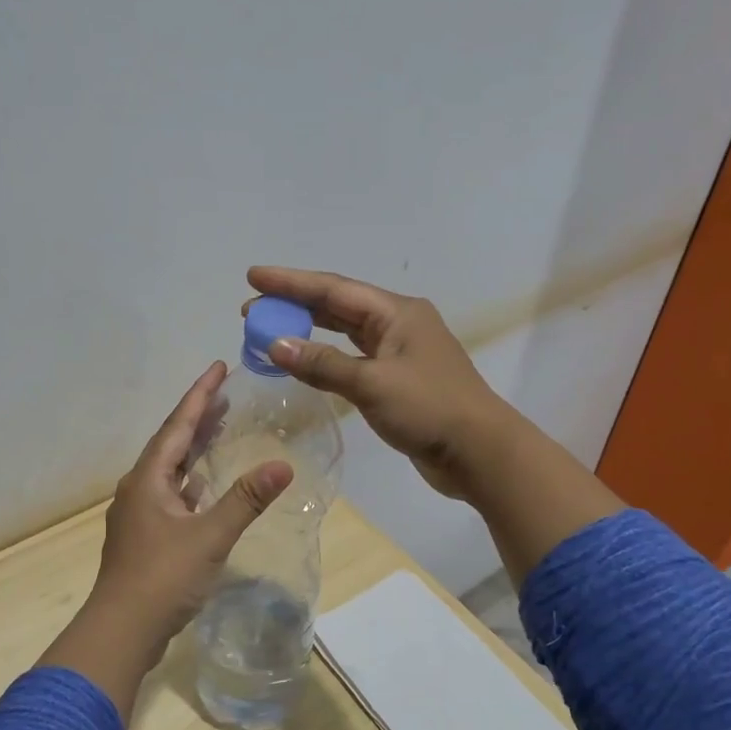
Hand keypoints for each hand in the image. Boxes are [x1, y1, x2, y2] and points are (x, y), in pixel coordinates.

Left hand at [91, 361, 291, 647]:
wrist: (122, 631)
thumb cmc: (162, 578)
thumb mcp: (209, 537)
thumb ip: (245, 499)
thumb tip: (282, 465)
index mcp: (149, 479)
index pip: (178, 425)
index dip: (200, 395)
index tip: (219, 366)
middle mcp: (140, 489)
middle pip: (172, 442)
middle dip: (198, 416)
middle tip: (225, 392)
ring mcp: (140, 514)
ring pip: (171, 469)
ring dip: (195, 447)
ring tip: (220, 428)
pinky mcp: (146, 536)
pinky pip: (173, 494)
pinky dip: (192, 481)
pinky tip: (205, 484)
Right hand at [246, 267, 512, 498]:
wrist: (479, 453)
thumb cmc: (428, 409)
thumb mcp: (372, 384)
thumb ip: (322, 363)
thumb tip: (275, 344)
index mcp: (397, 312)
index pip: (333, 289)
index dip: (290, 282)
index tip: (253, 276)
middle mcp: (398, 324)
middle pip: (337, 306)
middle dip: (294, 304)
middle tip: (252, 309)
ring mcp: (399, 352)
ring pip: (344, 332)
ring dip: (308, 330)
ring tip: (270, 330)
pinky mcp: (397, 380)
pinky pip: (352, 358)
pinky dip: (325, 357)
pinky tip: (304, 360)